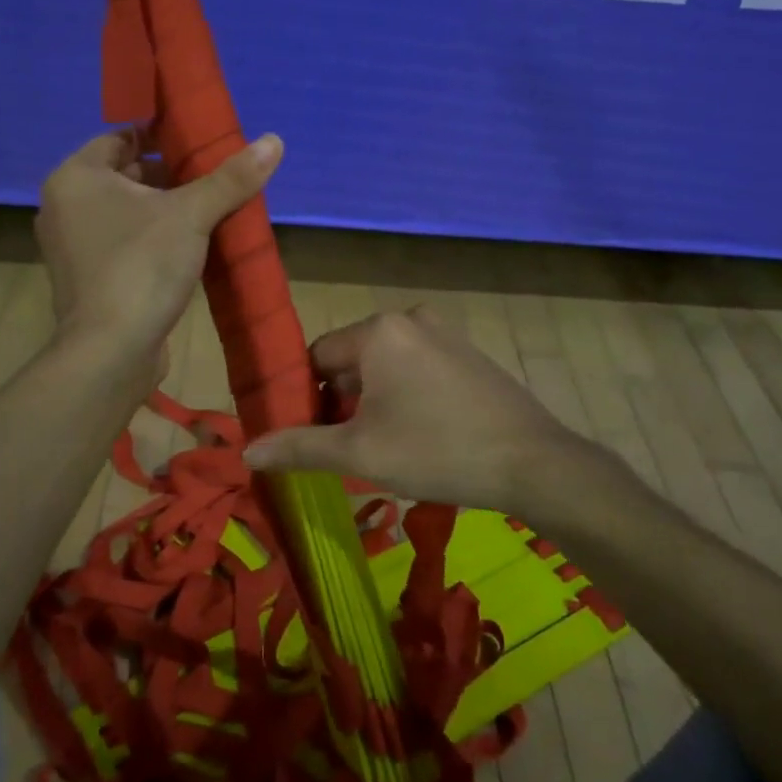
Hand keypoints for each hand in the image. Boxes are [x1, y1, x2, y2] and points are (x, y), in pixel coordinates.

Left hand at [36, 128, 282, 374]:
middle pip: (126, 175)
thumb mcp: (192, 215)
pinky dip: (154, 239)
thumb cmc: (141, 267)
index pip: (121, 137)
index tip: (201, 139)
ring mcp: (74, 246)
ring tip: (214, 208)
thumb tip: (274, 140)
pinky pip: (126, 243)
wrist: (110, 352)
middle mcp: (66, 206)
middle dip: (172, 175)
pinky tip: (193, 246)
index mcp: (77, 178)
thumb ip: (231, 178)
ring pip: (128, 213)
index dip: (161, 134)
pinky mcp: (89, 279)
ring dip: (167, 209)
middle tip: (216, 175)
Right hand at [242, 308, 581, 512]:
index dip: (306, 399)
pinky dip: (406, 396)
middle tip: (348, 449)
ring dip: (374, 402)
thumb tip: (247, 450)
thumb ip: (299, 447)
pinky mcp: (469, 353)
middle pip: (352, 361)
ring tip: (384, 448)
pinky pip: (418, 369)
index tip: (311, 437)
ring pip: (386, 367)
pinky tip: (420, 435)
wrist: (534, 464)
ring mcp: (445, 333)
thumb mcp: (359, 453)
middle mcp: (410, 318)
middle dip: (342, 402)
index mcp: (378, 330)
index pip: (317, 358)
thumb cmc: (436, 450)